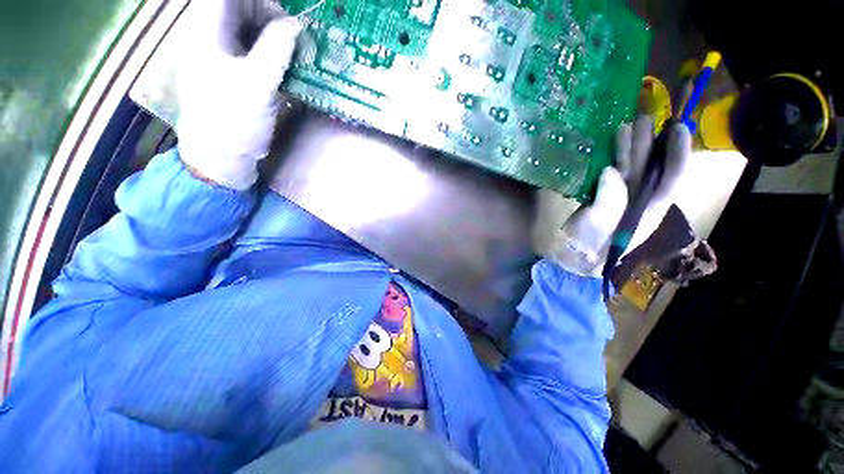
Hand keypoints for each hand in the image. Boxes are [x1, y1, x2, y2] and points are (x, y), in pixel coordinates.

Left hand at [176, 0, 301, 189]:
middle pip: (238, 8)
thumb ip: (276, 49)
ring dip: (270, 37)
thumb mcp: (258, 84)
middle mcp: (208, 37)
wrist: (219, 158)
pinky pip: (248, 51)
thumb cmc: (234, 120)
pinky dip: (267, 54)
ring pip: (244, 30)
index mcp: (206, 31)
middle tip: (293, 40)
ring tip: (291, 55)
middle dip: (268, 17)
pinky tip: (281, 68)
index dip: (260, 3)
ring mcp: (217, 57)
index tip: (286, 21)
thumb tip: (296, 25)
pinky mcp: (228, 75)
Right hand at [543, 116, 691, 276]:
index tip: (677, 128)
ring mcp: (620, 199)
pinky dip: (608, 160)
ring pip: (629, 169)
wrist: (573, 258)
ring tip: (625, 126)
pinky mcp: (602, 198)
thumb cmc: (589, 247)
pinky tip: (605, 149)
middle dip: (648, 144)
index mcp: (648, 209)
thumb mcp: (599, 227)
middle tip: (643, 119)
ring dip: (628, 148)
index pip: (670, 178)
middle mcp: (639, 201)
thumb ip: (608, 201)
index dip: (676, 153)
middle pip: (648, 168)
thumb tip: (611, 171)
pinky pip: (610, 175)